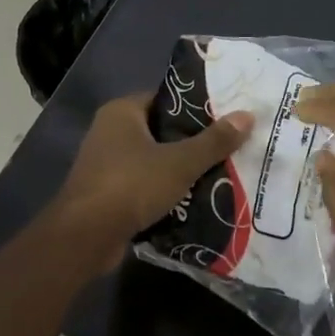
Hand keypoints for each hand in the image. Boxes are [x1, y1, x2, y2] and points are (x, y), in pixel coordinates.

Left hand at [51, 94, 254, 271]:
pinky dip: (163, 191)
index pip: (165, 99)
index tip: (225, 118)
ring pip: (152, 160)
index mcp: (122, 112)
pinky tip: (192, 200)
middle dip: (191, 142)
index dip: (195, 108)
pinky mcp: (106, 193)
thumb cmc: (131, 185)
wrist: (86, 236)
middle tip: (228, 148)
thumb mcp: (180, 162)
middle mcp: (109, 131)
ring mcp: (105, 164)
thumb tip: (248, 115)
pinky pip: (142, 185)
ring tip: (218, 174)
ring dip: (178, 169)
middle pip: (160, 131)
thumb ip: (214, 141)